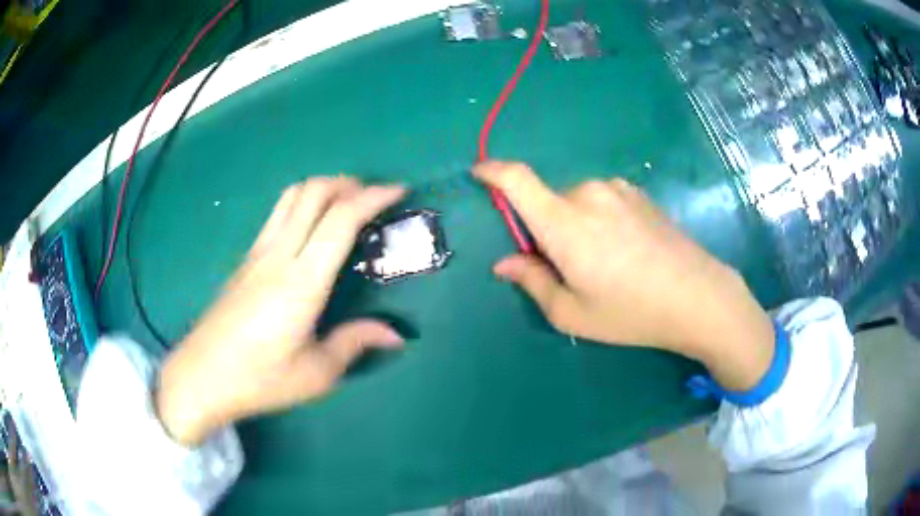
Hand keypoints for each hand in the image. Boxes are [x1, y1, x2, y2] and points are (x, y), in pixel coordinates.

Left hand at [156, 177, 405, 445]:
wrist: (201, 376)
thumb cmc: (259, 379)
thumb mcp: (316, 373)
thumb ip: (355, 343)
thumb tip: (395, 335)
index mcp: (301, 283)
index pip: (340, 219)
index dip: (373, 197)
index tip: (399, 191)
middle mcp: (278, 255)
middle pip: (313, 192)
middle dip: (349, 183)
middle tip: (375, 197)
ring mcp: (257, 253)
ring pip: (292, 196)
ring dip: (324, 187)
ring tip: (347, 202)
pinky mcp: (245, 259)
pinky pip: (278, 213)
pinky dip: (304, 203)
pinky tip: (313, 226)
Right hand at [474, 161, 774, 390]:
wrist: (698, 295)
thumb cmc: (631, 311)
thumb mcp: (573, 313)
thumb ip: (533, 282)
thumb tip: (505, 264)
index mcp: (564, 222)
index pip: (517, 179)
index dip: (493, 171)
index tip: (479, 174)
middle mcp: (588, 193)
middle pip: (548, 200)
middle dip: (545, 227)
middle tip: (567, 266)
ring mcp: (618, 189)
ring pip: (577, 201)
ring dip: (575, 224)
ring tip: (604, 262)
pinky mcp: (639, 193)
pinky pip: (603, 200)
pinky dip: (599, 218)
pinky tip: (626, 249)